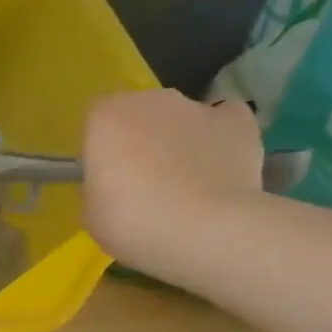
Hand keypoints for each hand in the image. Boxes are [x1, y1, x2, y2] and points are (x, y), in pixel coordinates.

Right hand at [81, 90, 267, 274]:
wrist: (206, 230)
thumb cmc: (132, 221)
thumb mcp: (91, 211)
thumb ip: (98, 185)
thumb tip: (113, 183)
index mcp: (105, 117)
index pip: (96, 120)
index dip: (101, 147)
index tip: (105, 176)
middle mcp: (150, 101)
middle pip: (140, 113)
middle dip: (140, 138)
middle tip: (143, 181)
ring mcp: (197, 108)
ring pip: (180, 117)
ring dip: (178, 139)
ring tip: (186, 182)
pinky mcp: (239, 121)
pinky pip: (224, 120)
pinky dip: (220, 136)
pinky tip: (219, 164)